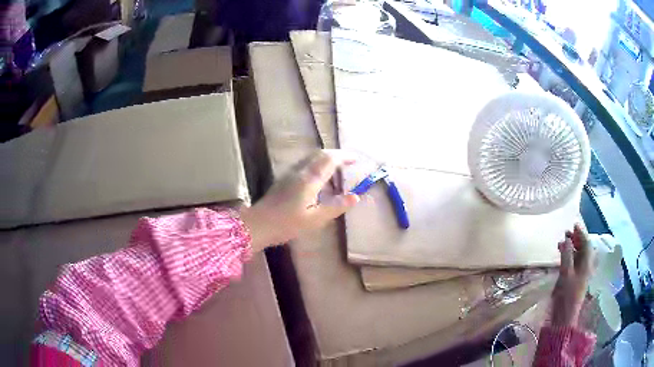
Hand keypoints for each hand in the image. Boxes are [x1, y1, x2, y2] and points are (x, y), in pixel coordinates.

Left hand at [241, 150, 359, 251]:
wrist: (258, 224)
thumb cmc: (287, 224)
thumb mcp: (315, 219)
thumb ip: (336, 207)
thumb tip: (355, 197)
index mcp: (309, 179)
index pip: (330, 160)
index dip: (344, 157)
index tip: (356, 159)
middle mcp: (300, 171)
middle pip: (320, 154)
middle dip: (336, 155)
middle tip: (349, 162)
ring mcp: (290, 173)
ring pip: (311, 158)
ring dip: (326, 159)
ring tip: (337, 169)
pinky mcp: (284, 179)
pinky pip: (305, 164)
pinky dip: (317, 165)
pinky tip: (319, 179)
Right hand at [550, 224, 593, 326]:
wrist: (564, 317)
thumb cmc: (566, 295)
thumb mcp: (565, 274)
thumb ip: (566, 255)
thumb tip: (566, 239)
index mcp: (586, 264)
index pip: (586, 243)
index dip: (581, 233)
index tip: (573, 225)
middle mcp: (586, 267)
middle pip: (584, 248)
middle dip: (576, 239)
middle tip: (566, 234)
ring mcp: (582, 274)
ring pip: (579, 256)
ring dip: (572, 248)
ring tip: (562, 244)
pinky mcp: (576, 281)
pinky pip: (575, 263)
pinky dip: (570, 257)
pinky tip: (563, 258)